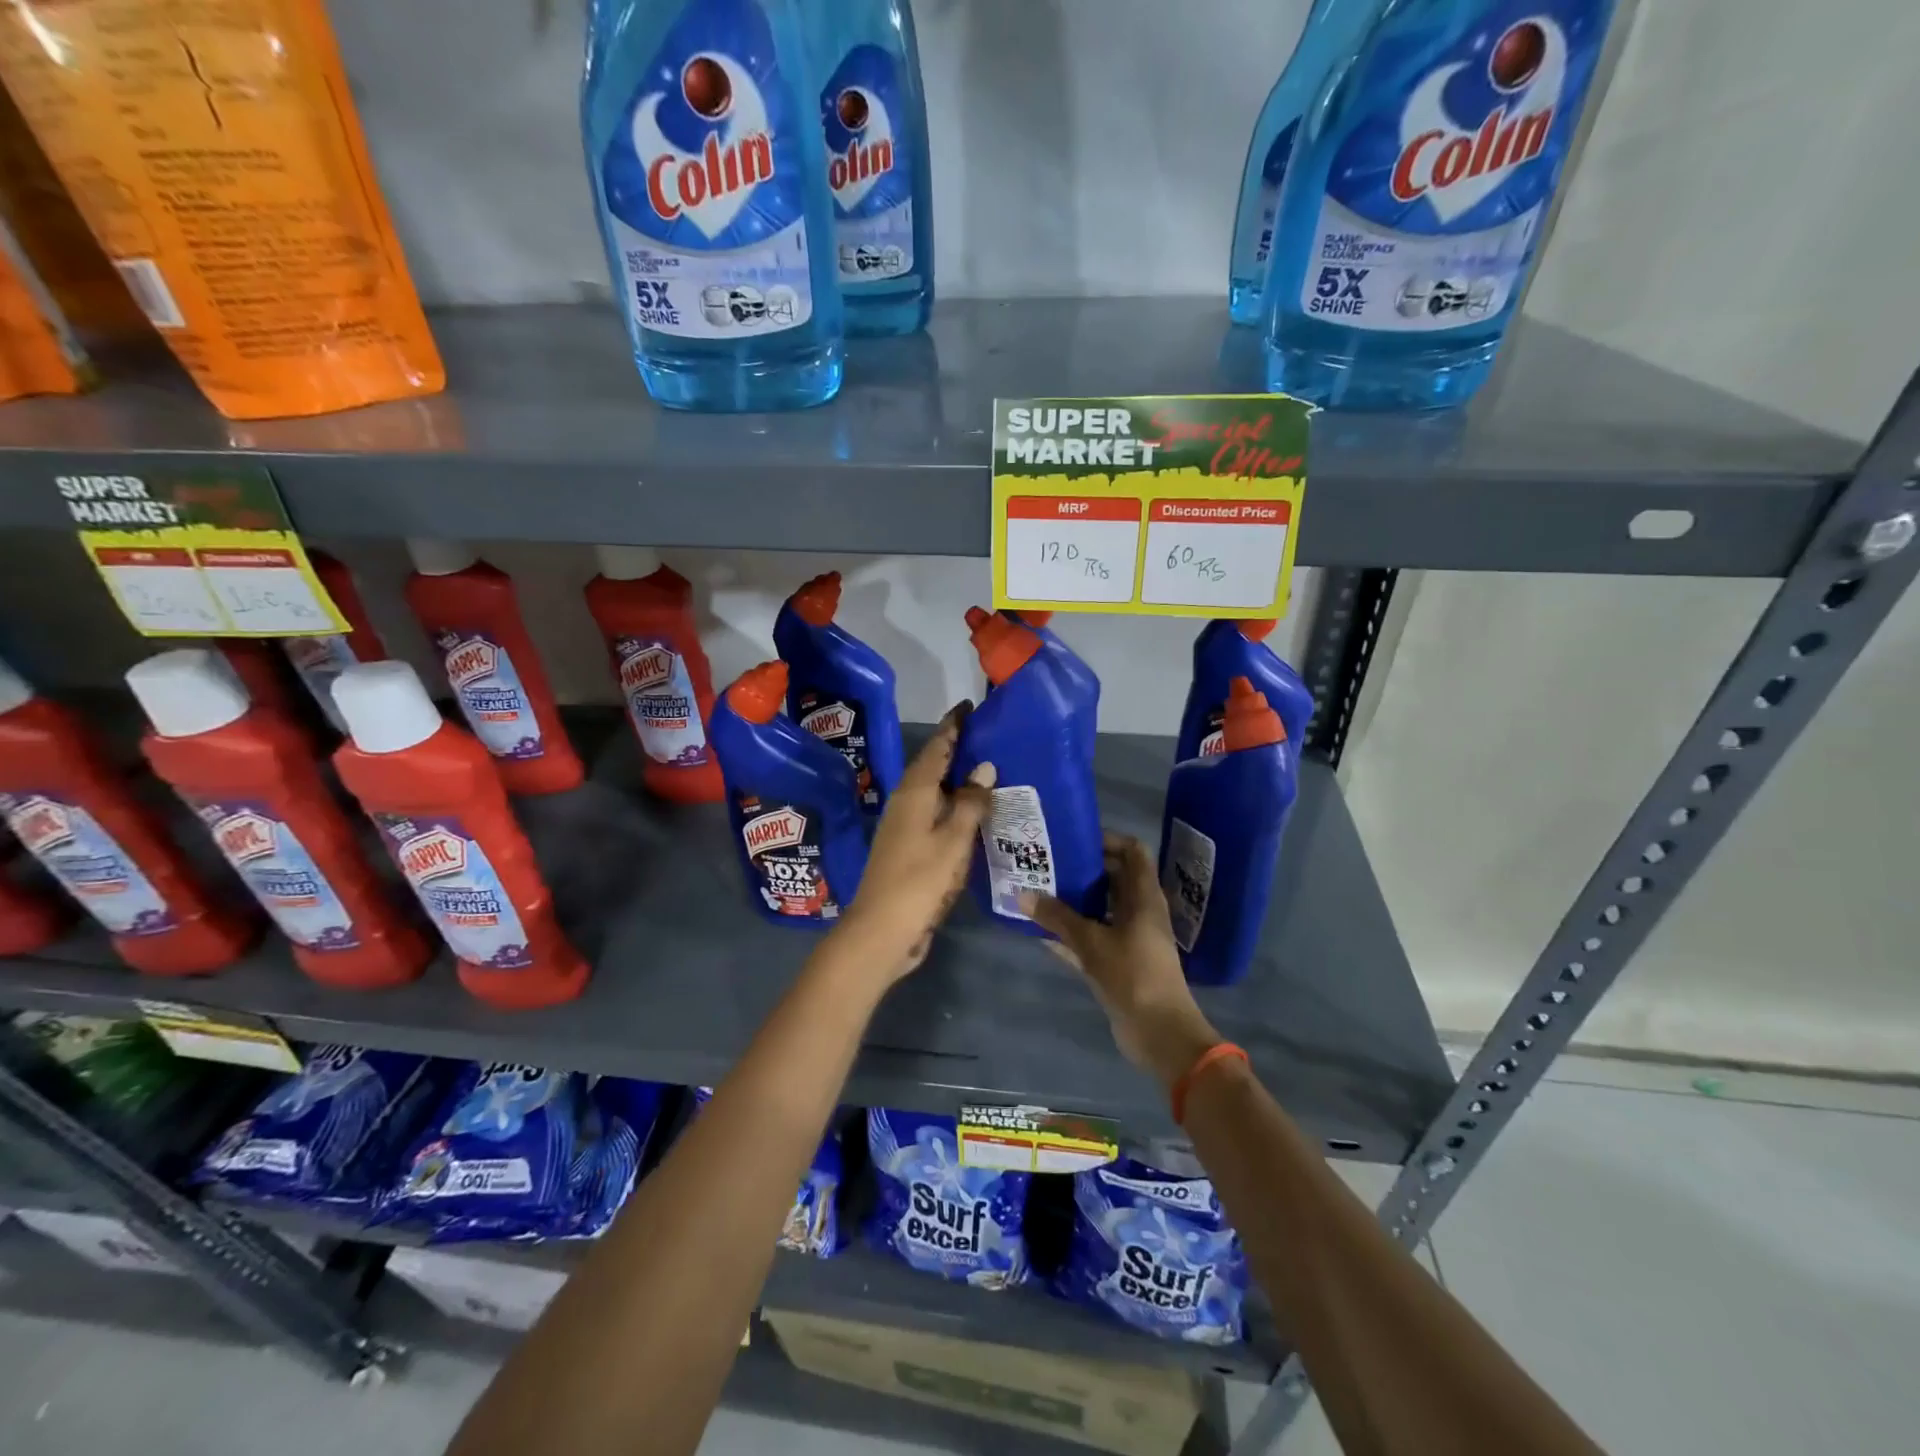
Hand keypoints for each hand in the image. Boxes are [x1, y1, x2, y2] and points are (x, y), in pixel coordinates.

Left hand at [834, 703, 995, 983]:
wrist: (882, 930)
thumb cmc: (919, 880)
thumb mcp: (953, 840)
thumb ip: (969, 802)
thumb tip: (984, 767)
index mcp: (914, 792)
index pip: (936, 748)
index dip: (954, 726)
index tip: (970, 707)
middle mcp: (905, 802)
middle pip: (932, 766)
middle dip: (956, 749)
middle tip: (987, 735)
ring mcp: (904, 826)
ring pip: (933, 791)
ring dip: (955, 778)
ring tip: (986, 769)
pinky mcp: (908, 848)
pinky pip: (934, 814)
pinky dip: (952, 805)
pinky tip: (971, 813)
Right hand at [1023, 833, 1220, 1090]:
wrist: (1160, 1034)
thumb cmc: (1133, 976)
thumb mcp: (1092, 942)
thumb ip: (1057, 917)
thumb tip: (1021, 893)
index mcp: (1144, 897)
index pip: (1132, 851)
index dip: (1107, 839)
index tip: (1073, 837)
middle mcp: (1140, 912)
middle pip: (1113, 878)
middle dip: (1082, 869)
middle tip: (1046, 861)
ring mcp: (1131, 939)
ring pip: (1100, 909)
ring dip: (1073, 901)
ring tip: (1038, 889)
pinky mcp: (1119, 963)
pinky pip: (1092, 938)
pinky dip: (1071, 933)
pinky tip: (1040, 931)